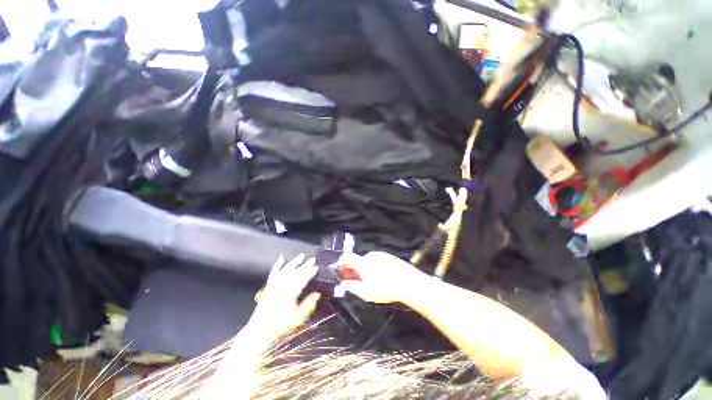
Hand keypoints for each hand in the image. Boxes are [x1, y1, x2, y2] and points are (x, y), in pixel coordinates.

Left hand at [247, 254, 321, 338]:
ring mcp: (274, 285)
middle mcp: (281, 286)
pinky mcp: (269, 286)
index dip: (310, 272)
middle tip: (313, 259)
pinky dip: (278, 265)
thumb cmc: (280, 326)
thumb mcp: (297, 318)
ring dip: (294, 262)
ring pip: (285, 270)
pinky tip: (281, 259)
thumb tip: (317, 294)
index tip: (316, 267)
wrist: (260, 331)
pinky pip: (273, 273)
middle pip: (295, 272)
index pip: (302, 279)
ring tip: (301, 256)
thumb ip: (308, 305)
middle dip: (305, 265)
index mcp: (290, 293)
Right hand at [337, 252, 430, 303]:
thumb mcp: (366, 293)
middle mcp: (370, 255)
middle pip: (357, 260)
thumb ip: (352, 287)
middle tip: (359, 282)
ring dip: (366, 269)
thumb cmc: (386, 289)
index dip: (341, 263)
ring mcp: (380, 254)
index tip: (341, 272)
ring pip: (367, 261)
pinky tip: (383, 277)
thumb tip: (343, 283)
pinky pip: (376, 260)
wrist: (409, 282)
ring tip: (374, 281)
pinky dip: (375, 267)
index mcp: (362, 263)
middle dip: (355, 270)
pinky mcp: (388, 256)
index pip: (346, 257)